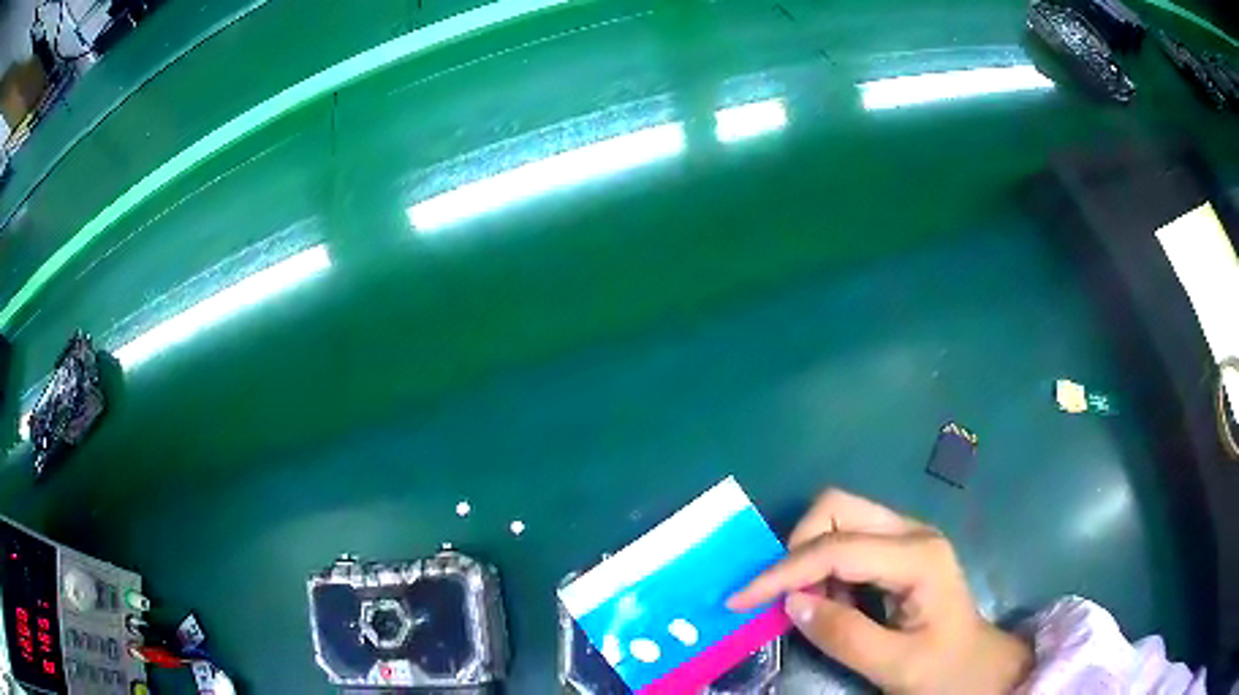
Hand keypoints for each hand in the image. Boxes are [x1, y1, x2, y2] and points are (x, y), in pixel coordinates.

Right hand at [728, 489, 1031, 693]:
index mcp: (919, 557)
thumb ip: (842, 635)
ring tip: (816, 606)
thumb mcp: (894, 666)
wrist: (979, 666)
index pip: (837, 548)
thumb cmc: (945, 669)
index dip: (782, 571)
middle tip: (786, 598)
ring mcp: (907, 536)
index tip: (740, 599)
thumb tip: (790, 603)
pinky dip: (826, 566)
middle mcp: (913, 532)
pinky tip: (835, 601)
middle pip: (837, 508)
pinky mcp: (900, 548)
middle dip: (797, 548)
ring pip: (839, 518)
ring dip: (811, 558)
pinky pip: (847, 539)